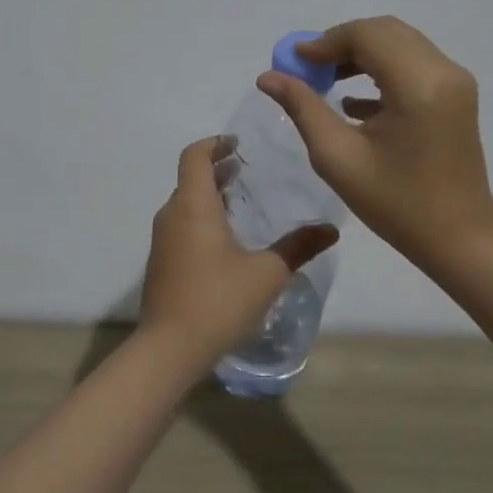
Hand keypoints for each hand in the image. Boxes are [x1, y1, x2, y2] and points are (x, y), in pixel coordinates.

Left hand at [139, 136, 339, 363]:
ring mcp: (162, 240)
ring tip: (241, 201)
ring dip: (210, 195)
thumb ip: (299, 247)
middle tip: (247, 170)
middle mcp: (172, 215)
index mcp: (193, 205)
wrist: (168, 349)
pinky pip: (181, 225)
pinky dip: (202, 217)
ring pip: (185, 203)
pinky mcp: (161, 262)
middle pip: (190, 177)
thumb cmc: (218, 301)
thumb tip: (331, 230)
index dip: (215, 143)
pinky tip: (226, 240)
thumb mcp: (267, 273)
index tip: (238, 144)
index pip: (194, 156)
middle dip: (217, 169)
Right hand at [256, 16, 492, 267]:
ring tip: (324, 81)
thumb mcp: (338, 157)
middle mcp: (443, 71)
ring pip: (400, 44)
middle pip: (384, 32)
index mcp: (417, 85)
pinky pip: (413, 64)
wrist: (459, 238)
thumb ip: (303, 108)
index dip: (326, 42)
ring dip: (360, 54)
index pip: (366, 36)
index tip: (294, 61)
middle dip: (341, 43)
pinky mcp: (456, 95)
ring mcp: (455, 81)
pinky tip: (352, 104)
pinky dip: (381, 70)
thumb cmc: (395, 203)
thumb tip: (268, 76)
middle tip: (307, 69)